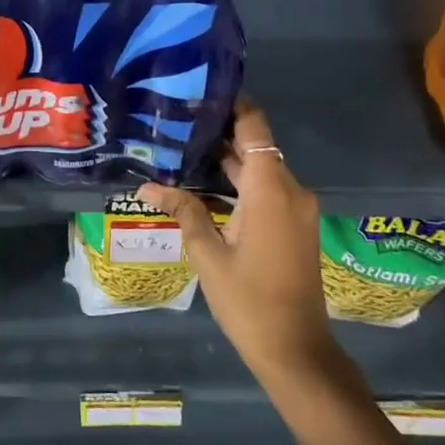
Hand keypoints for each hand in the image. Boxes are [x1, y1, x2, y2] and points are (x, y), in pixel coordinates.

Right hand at [138, 100, 345, 396]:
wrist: (297, 351)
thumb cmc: (249, 301)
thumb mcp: (208, 254)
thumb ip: (183, 211)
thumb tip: (147, 187)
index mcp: (271, 189)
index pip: (255, 127)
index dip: (232, 105)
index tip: (198, 93)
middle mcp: (290, 190)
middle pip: (255, 147)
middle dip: (218, 134)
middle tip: (175, 123)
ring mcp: (296, 209)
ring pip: (260, 169)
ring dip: (227, 161)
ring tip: (182, 150)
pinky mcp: (295, 225)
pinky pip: (267, 190)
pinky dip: (240, 182)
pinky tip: (205, 185)